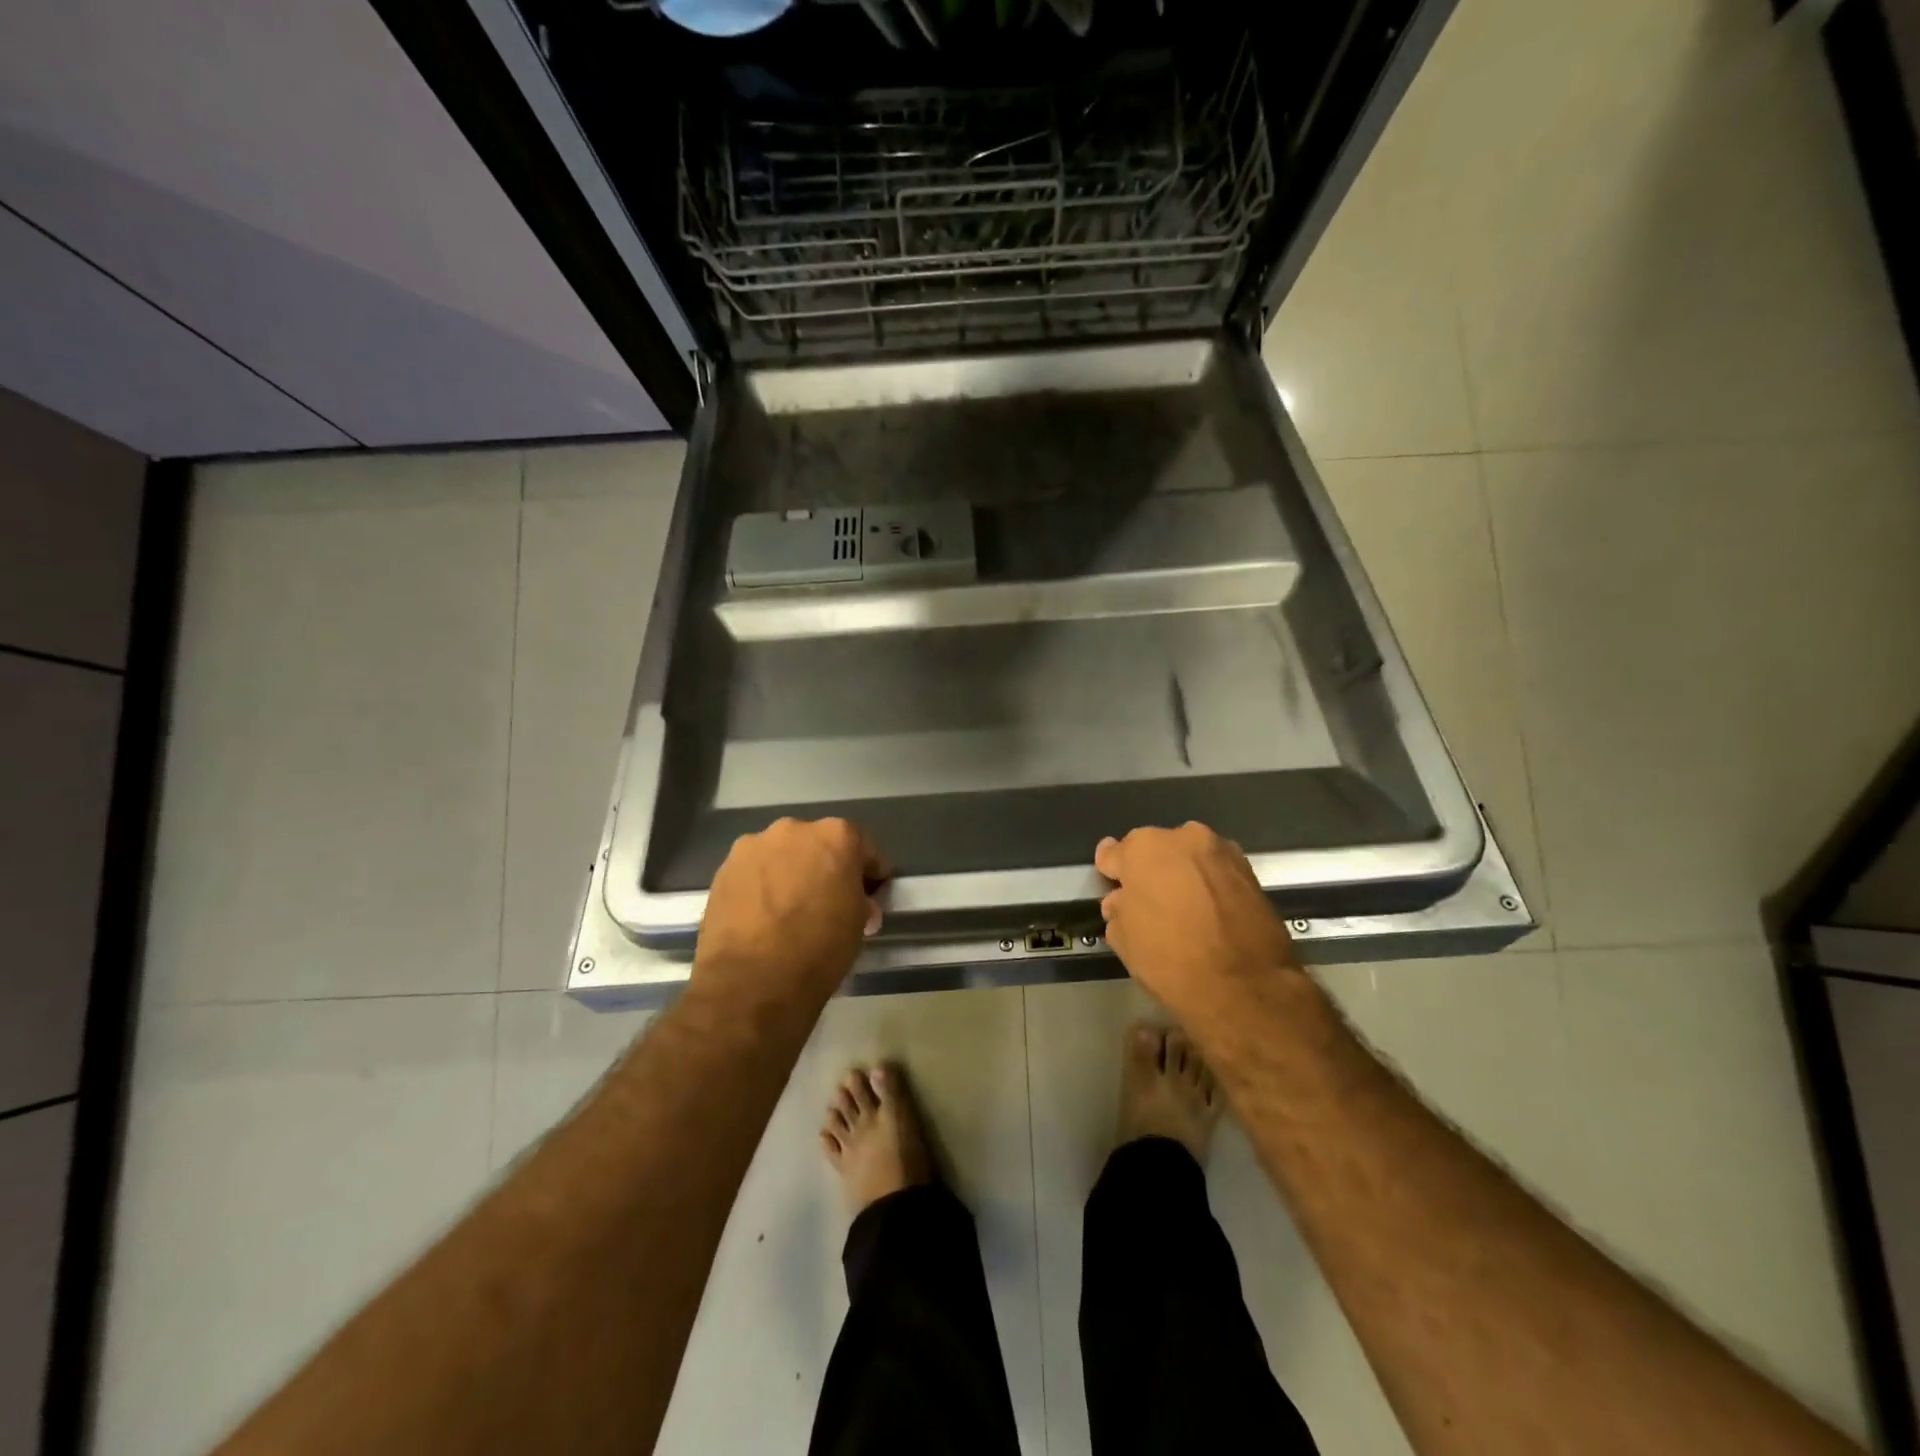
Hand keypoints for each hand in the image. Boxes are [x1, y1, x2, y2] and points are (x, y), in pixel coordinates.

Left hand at [691, 817, 888, 1009]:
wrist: (751, 982)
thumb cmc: (818, 949)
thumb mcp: (857, 926)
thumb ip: (860, 902)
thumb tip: (858, 905)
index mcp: (836, 836)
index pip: (864, 846)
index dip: (870, 872)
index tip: (870, 894)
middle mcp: (793, 829)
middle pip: (817, 844)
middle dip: (825, 867)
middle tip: (827, 900)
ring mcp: (753, 846)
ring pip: (781, 855)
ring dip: (790, 874)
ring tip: (788, 910)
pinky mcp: (723, 869)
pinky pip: (753, 872)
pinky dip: (761, 887)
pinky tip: (762, 917)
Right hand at [1095, 822, 1298, 1031]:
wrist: (1243, 986)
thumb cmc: (1169, 959)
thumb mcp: (1124, 940)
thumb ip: (1118, 910)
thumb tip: (1122, 902)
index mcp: (1142, 848)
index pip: (1113, 853)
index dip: (1111, 873)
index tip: (1113, 886)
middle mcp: (1182, 838)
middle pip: (1155, 850)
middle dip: (1149, 871)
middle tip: (1150, 902)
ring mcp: (1220, 851)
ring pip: (1190, 858)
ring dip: (1183, 875)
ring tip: (1184, 910)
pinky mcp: (1250, 870)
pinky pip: (1216, 872)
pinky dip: (1210, 885)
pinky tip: (1210, 914)